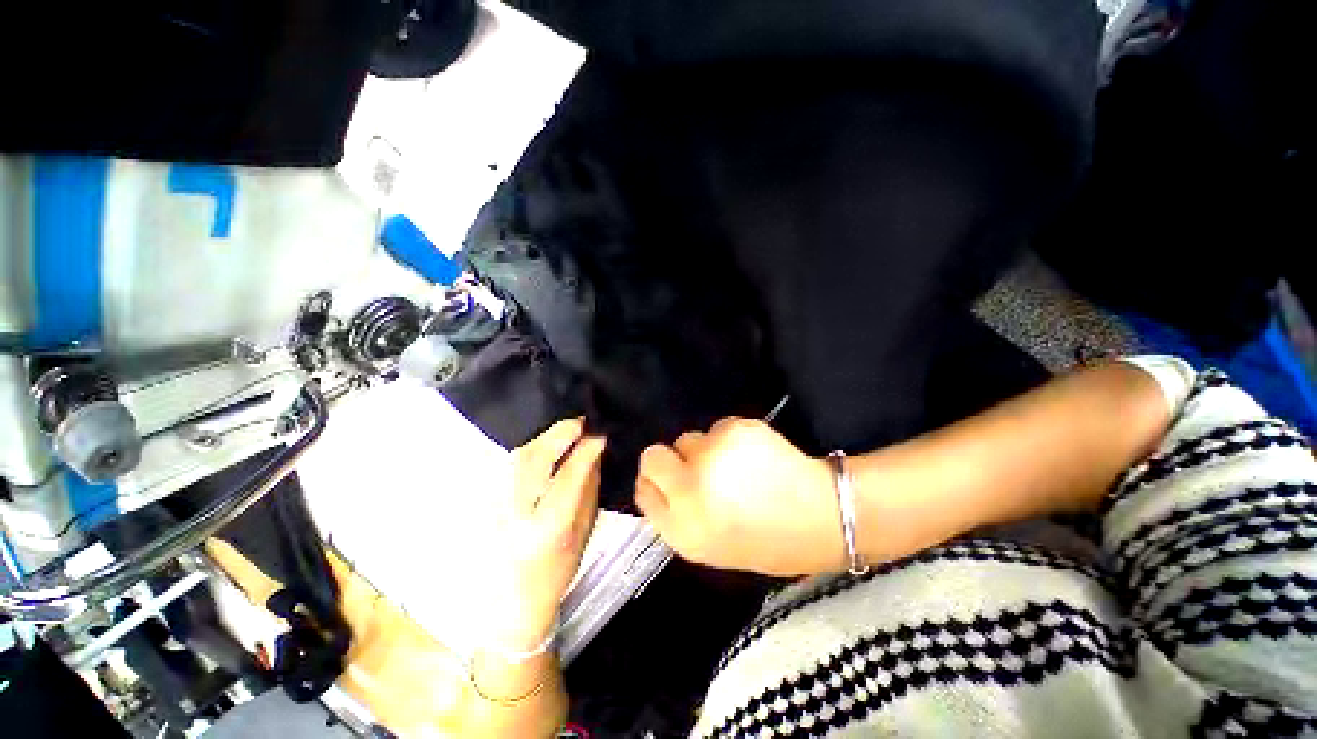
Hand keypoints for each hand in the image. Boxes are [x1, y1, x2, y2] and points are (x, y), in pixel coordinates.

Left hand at [486, 418, 604, 651]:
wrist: (510, 604)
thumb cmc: (555, 574)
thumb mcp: (583, 533)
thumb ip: (588, 489)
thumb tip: (594, 453)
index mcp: (547, 528)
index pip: (568, 476)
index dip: (587, 449)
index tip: (601, 433)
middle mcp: (516, 513)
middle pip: (534, 459)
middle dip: (560, 433)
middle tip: (582, 421)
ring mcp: (496, 505)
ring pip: (519, 456)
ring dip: (546, 438)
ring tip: (568, 431)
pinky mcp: (487, 501)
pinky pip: (511, 464)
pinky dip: (532, 448)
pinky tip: (547, 445)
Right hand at [634, 417, 841, 576]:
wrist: (822, 517)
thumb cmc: (766, 541)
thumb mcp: (709, 546)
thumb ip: (677, 515)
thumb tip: (658, 484)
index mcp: (682, 528)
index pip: (643, 490)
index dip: (655, 483)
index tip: (668, 482)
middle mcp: (688, 488)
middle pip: (654, 456)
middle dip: (671, 460)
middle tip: (699, 470)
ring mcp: (711, 455)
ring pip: (689, 438)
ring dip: (705, 450)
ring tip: (736, 468)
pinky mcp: (733, 429)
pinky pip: (717, 428)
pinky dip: (731, 438)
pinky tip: (755, 455)